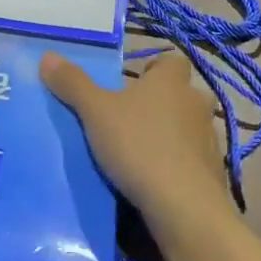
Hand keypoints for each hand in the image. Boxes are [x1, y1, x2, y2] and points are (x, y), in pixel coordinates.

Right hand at [40, 52, 227, 221]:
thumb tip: (48, 56)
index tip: (133, 84)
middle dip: (162, 102)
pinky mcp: (213, 172)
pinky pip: (192, 159)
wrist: (183, 205)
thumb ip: (73, 84)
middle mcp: (196, 103)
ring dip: (171, 134)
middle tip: (131, 117)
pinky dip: (178, 163)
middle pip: (181, 94)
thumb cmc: (138, 145)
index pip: (172, 61)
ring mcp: (209, 139)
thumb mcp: (95, 113)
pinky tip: (156, 179)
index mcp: (171, 81)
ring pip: (189, 127)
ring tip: (140, 151)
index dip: (154, 69)